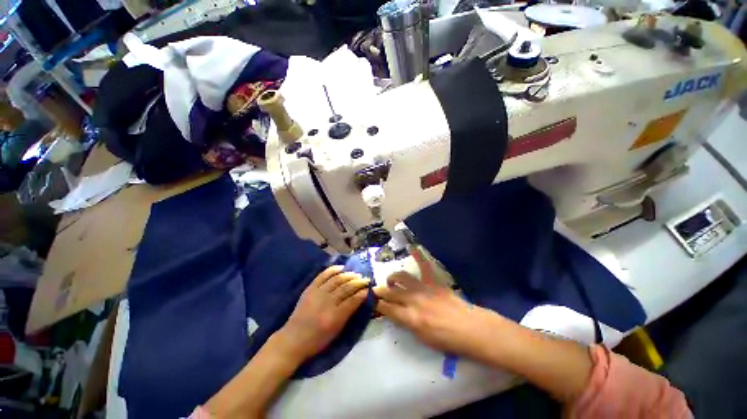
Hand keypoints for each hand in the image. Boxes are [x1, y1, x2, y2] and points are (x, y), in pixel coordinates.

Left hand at [276, 266, 369, 362]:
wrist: (293, 339)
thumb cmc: (317, 340)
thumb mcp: (336, 331)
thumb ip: (348, 314)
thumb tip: (360, 298)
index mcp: (334, 317)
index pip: (352, 301)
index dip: (362, 294)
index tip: (369, 289)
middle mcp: (326, 302)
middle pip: (346, 288)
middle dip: (358, 282)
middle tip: (366, 279)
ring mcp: (317, 293)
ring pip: (337, 279)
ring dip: (348, 275)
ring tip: (356, 274)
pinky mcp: (310, 288)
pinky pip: (323, 275)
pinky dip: (333, 270)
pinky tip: (341, 268)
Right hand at [374, 247, 493, 355]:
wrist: (469, 328)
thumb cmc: (446, 339)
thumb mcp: (422, 338)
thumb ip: (407, 323)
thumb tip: (397, 314)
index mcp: (410, 318)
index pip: (387, 309)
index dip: (379, 305)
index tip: (375, 303)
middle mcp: (413, 300)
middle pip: (391, 292)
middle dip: (381, 291)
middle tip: (376, 290)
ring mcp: (423, 288)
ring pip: (402, 277)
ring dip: (393, 277)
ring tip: (392, 280)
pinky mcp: (433, 281)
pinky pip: (424, 266)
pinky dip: (418, 256)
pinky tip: (412, 248)